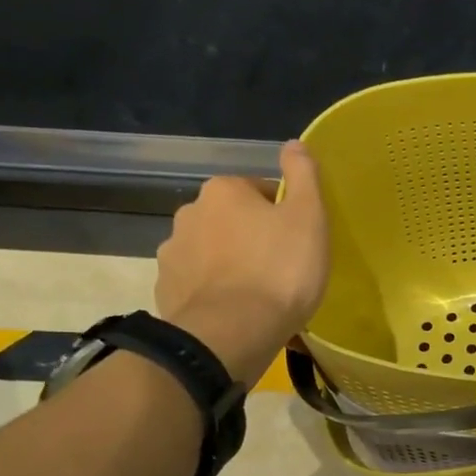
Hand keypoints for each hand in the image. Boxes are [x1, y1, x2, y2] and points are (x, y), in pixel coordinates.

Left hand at [155, 140, 329, 382]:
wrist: (232, 332)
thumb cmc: (280, 270)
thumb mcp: (309, 218)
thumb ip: (303, 176)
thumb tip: (294, 144)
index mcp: (223, 191)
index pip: (259, 191)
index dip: (283, 213)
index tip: (299, 240)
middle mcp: (189, 213)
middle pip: (231, 220)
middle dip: (252, 237)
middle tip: (281, 268)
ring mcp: (172, 254)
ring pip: (211, 252)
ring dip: (230, 265)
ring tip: (256, 295)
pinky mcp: (166, 291)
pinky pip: (197, 284)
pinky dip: (213, 293)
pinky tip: (235, 313)